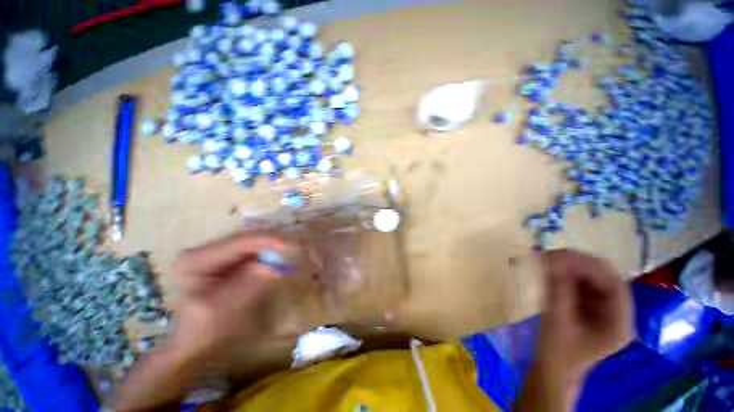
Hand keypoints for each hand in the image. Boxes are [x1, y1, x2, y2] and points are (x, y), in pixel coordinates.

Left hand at [169, 231, 288, 358]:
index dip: (266, 240)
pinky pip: (253, 251)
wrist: (196, 341)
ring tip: (292, 249)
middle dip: (272, 240)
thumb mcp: (222, 308)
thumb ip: (247, 284)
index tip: (289, 245)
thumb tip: (272, 266)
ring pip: (252, 242)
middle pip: (246, 238)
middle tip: (295, 246)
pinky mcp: (227, 260)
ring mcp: (216, 254)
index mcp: (196, 259)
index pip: (238, 241)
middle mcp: (205, 250)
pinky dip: (269, 253)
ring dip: (272, 245)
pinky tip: (280, 256)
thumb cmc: (204, 330)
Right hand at [538, 249, 633, 381]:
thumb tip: (553, 261)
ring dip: (568, 267)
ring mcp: (604, 309)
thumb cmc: (557, 354)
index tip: (558, 256)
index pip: (613, 283)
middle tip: (547, 257)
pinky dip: (564, 274)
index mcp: (619, 323)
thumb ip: (558, 292)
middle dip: (576, 264)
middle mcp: (617, 312)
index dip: (588, 266)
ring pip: (591, 277)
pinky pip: (580, 283)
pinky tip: (547, 272)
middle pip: (604, 277)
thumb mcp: (557, 323)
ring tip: (543, 262)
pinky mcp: (591, 306)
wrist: (553, 371)